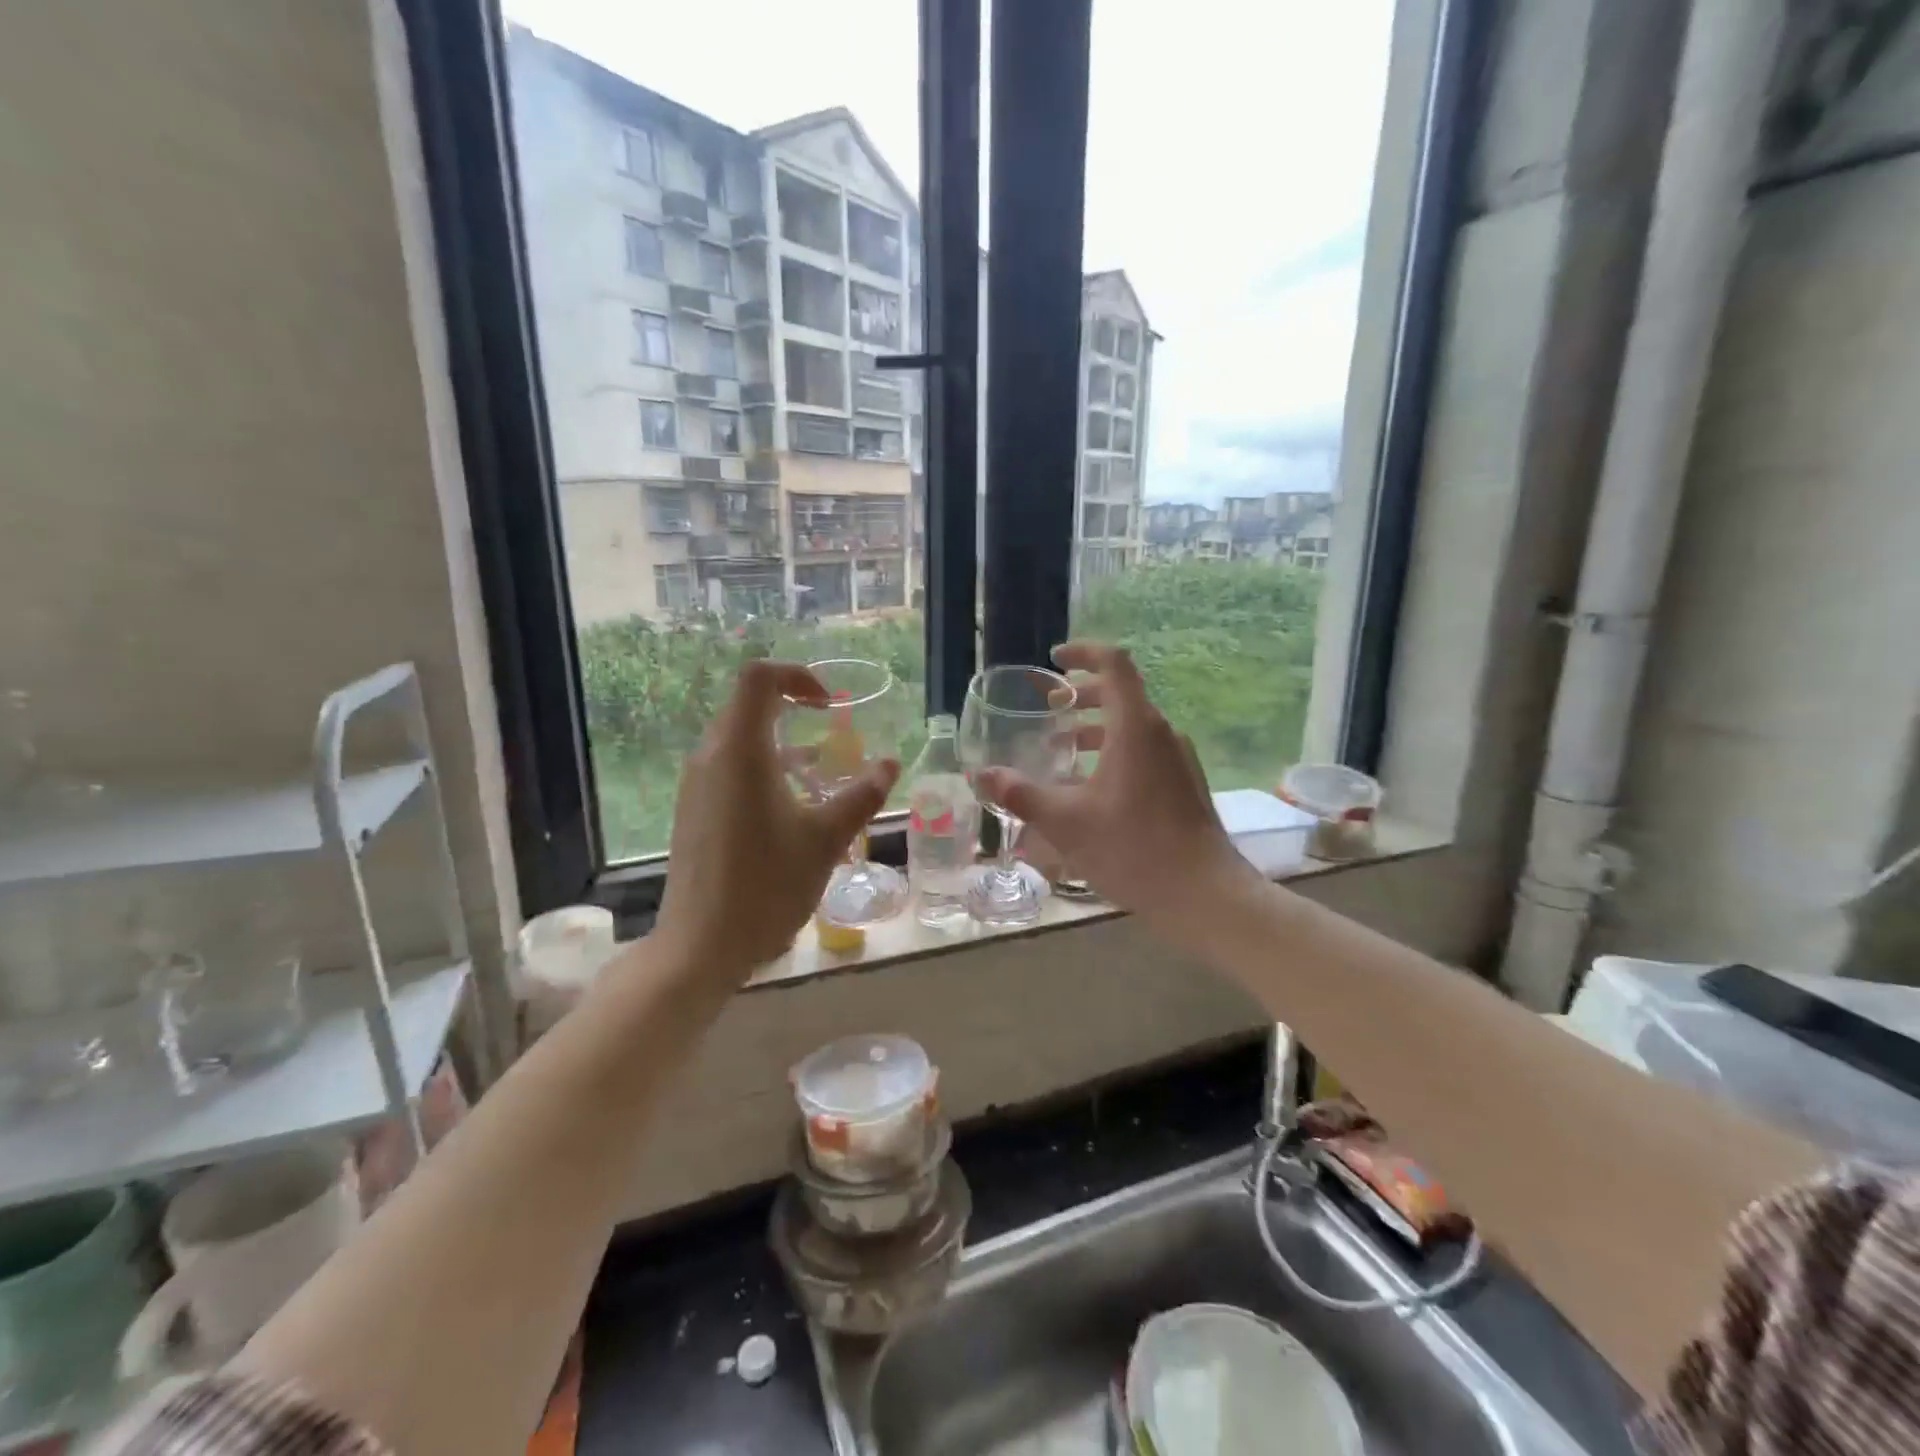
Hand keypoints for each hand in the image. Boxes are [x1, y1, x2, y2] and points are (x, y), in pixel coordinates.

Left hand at [651, 660, 898, 984]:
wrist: (700, 945)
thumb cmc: (767, 885)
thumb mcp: (826, 838)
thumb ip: (862, 795)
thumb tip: (891, 764)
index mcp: (741, 751)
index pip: (760, 678)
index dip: (798, 676)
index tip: (831, 705)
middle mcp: (711, 756)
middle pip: (749, 705)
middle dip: (794, 709)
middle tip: (832, 733)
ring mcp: (696, 783)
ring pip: (739, 738)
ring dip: (780, 742)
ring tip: (819, 774)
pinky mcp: (693, 808)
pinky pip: (729, 767)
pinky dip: (762, 767)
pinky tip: (789, 807)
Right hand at [975, 642, 1253, 928]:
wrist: (1203, 894)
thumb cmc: (1133, 849)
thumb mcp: (1066, 822)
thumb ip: (1022, 794)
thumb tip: (982, 775)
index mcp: (1135, 727)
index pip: (1114, 664)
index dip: (1083, 652)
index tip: (1055, 660)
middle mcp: (1161, 733)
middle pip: (1121, 694)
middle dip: (1082, 696)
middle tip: (1049, 712)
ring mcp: (1178, 759)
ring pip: (1133, 726)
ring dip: (1096, 729)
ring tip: (1061, 752)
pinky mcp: (1184, 783)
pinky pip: (1145, 751)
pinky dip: (1114, 752)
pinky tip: (1091, 789)